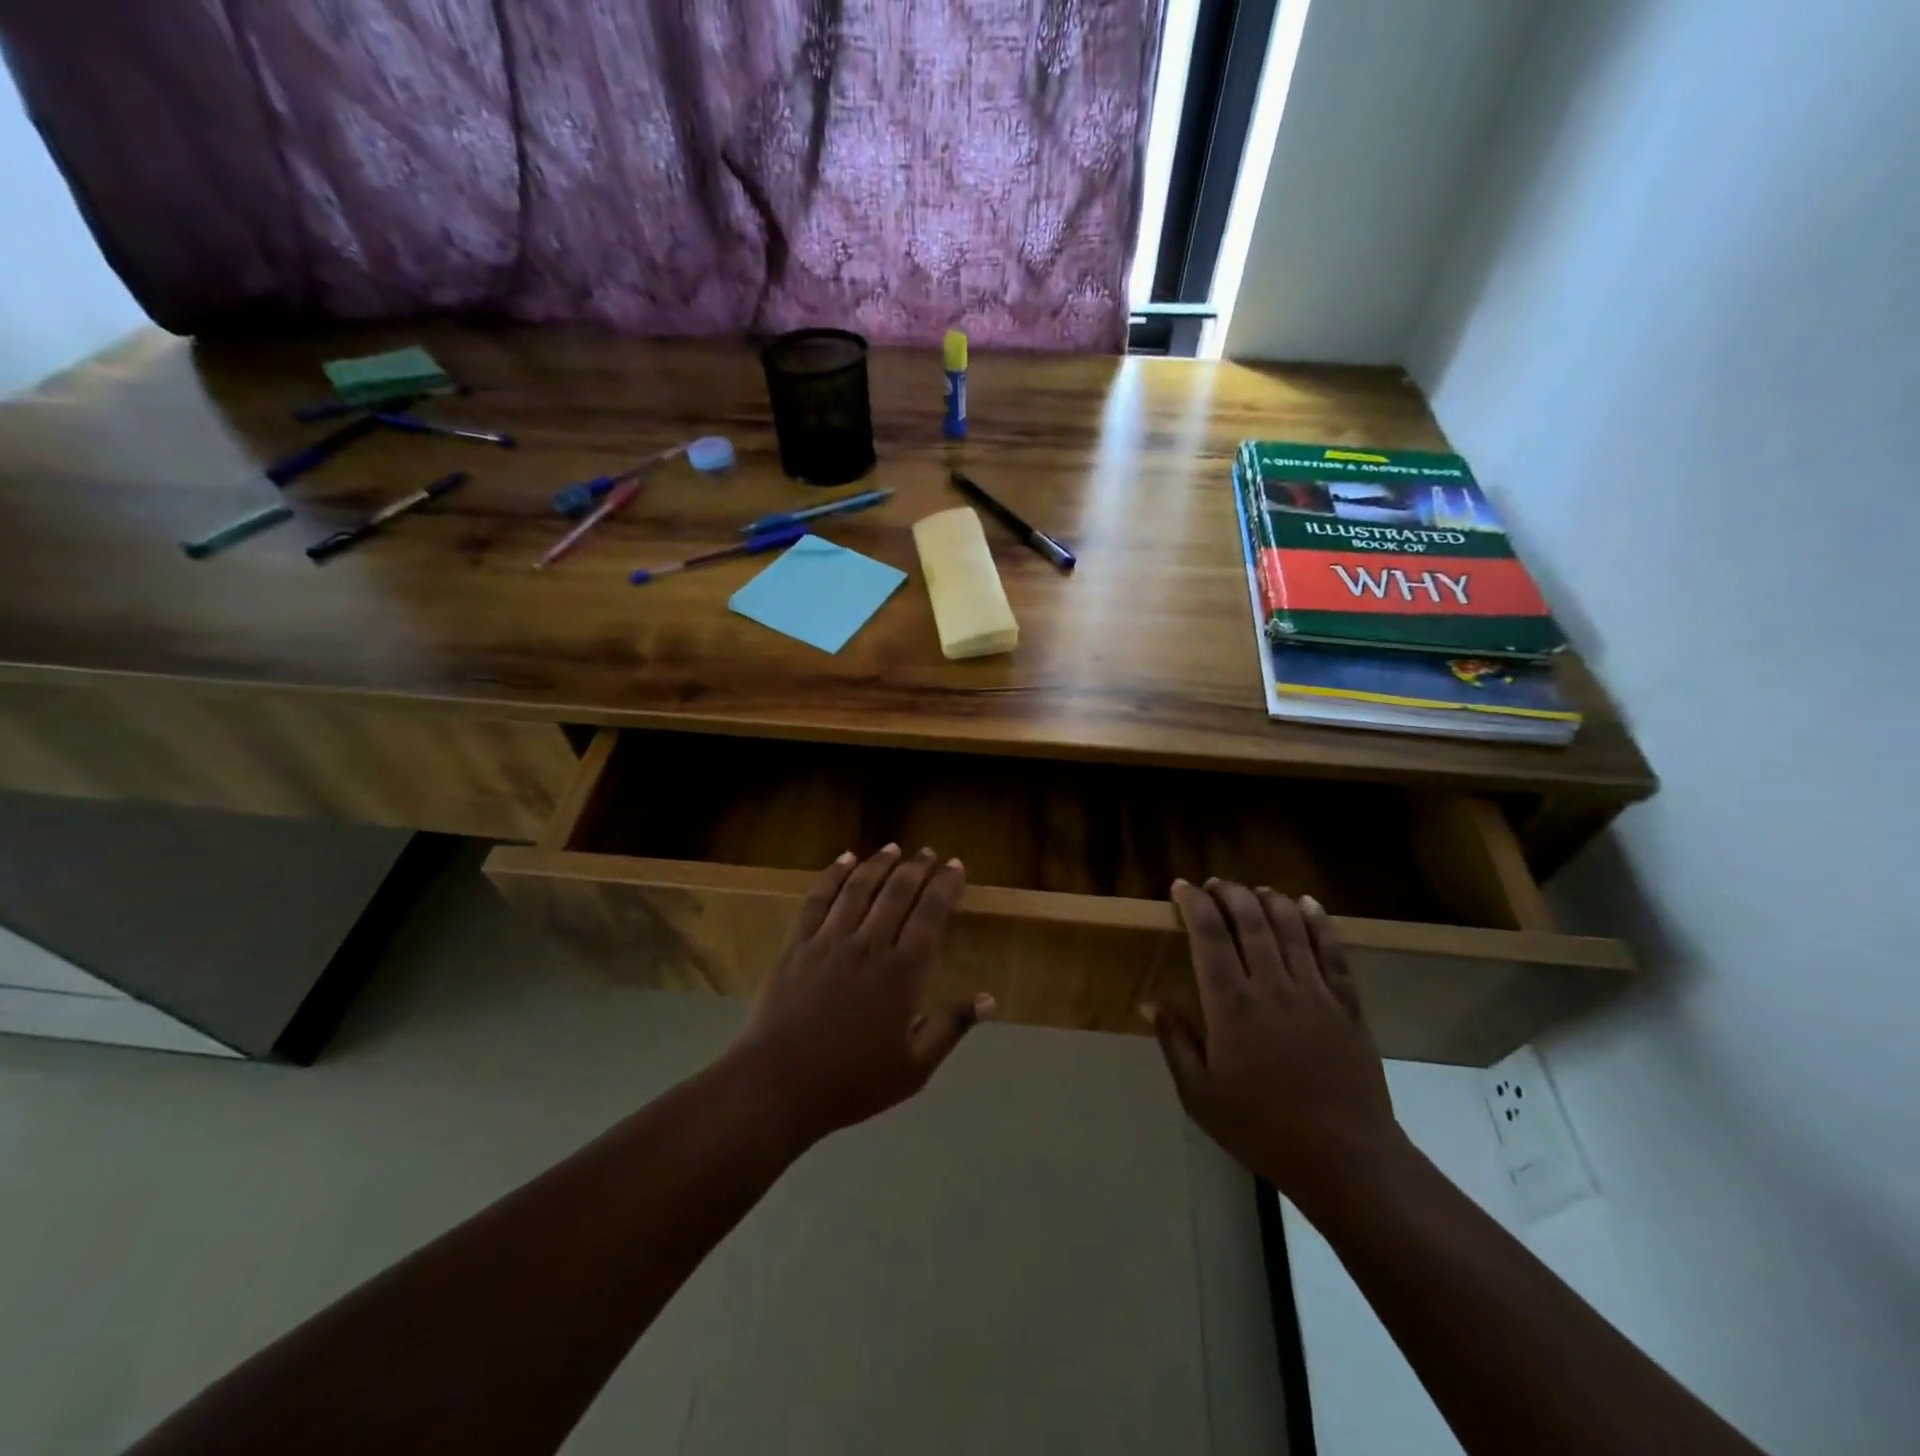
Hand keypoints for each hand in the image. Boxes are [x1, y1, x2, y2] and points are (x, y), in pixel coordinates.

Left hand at [725, 845, 993, 1146]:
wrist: (779, 1085)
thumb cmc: (852, 1081)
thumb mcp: (914, 1067)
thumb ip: (951, 1027)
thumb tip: (991, 1000)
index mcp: (903, 973)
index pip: (931, 914)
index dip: (945, 885)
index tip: (955, 866)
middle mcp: (869, 945)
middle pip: (897, 892)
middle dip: (917, 867)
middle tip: (928, 852)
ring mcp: (829, 941)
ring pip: (859, 888)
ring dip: (879, 863)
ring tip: (893, 848)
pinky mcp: (798, 944)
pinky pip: (818, 899)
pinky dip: (833, 875)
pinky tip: (844, 860)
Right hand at [1148, 879, 1404, 1207]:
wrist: (1345, 1158)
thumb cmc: (1261, 1127)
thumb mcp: (1199, 1094)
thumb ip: (1174, 1041)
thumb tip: (1150, 1000)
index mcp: (1230, 1005)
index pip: (1208, 935)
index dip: (1193, 904)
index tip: (1181, 887)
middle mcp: (1271, 986)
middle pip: (1250, 920)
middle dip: (1229, 893)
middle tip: (1215, 884)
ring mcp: (1314, 992)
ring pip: (1291, 927)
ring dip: (1269, 899)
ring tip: (1254, 890)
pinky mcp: (1347, 1004)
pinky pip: (1333, 951)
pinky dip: (1319, 921)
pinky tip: (1308, 904)